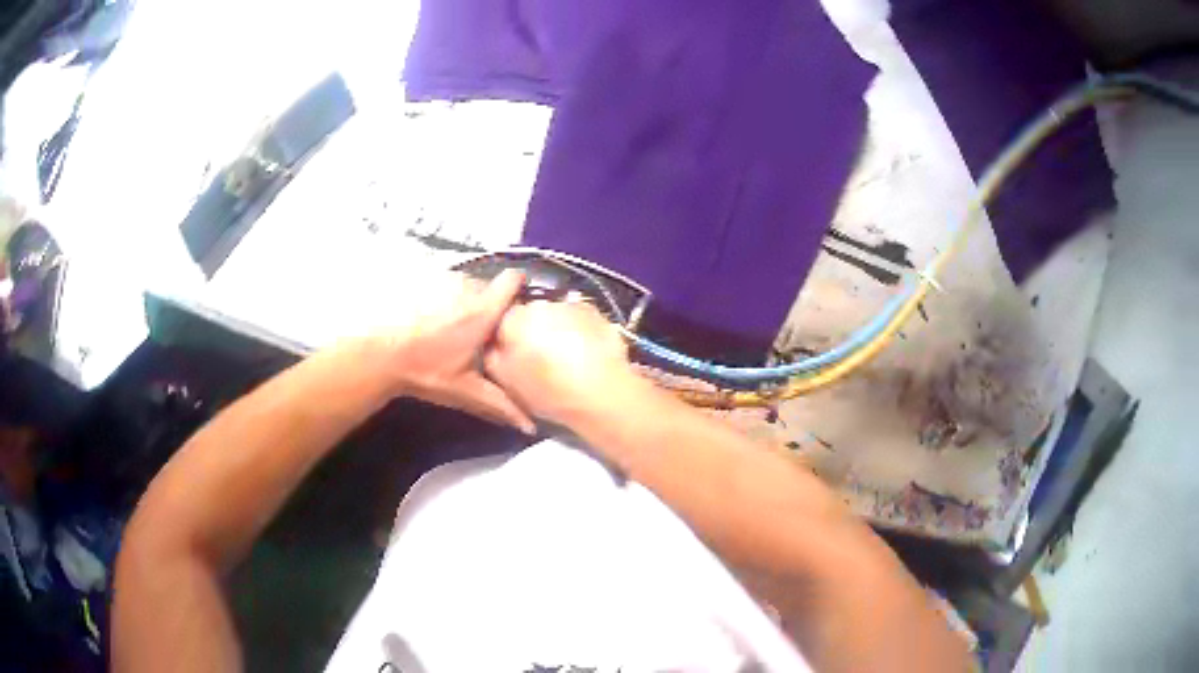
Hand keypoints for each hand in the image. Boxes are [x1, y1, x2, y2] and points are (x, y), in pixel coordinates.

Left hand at [372, 270, 535, 433]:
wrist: (378, 355)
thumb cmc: (426, 371)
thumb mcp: (466, 392)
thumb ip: (501, 406)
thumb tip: (530, 428)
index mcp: (483, 311)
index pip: (512, 280)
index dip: (518, 287)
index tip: (515, 304)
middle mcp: (465, 287)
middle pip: (487, 285)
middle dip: (487, 304)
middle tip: (479, 332)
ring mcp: (439, 280)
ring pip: (461, 284)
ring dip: (460, 300)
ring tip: (449, 327)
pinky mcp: (418, 279)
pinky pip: (439, 284)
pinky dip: (438, 298)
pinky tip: (426, 320)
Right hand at [484, 299, 641, 426]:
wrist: (601, 392)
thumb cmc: (547, 390)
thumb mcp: (506, 382)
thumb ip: (492, 356)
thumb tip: (492, 343)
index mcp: (513, 319)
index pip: (501, 317)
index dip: (506, 334)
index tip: (513, 352)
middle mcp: (540, 304)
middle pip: (530, 313)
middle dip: (533, 330)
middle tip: (541, 358)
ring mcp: (571, 305)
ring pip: (556, 314)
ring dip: (557, 328)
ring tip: (567, 358)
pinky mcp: (596, 313)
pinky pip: (581, 318)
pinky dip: (580, 330)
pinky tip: (586, 353)